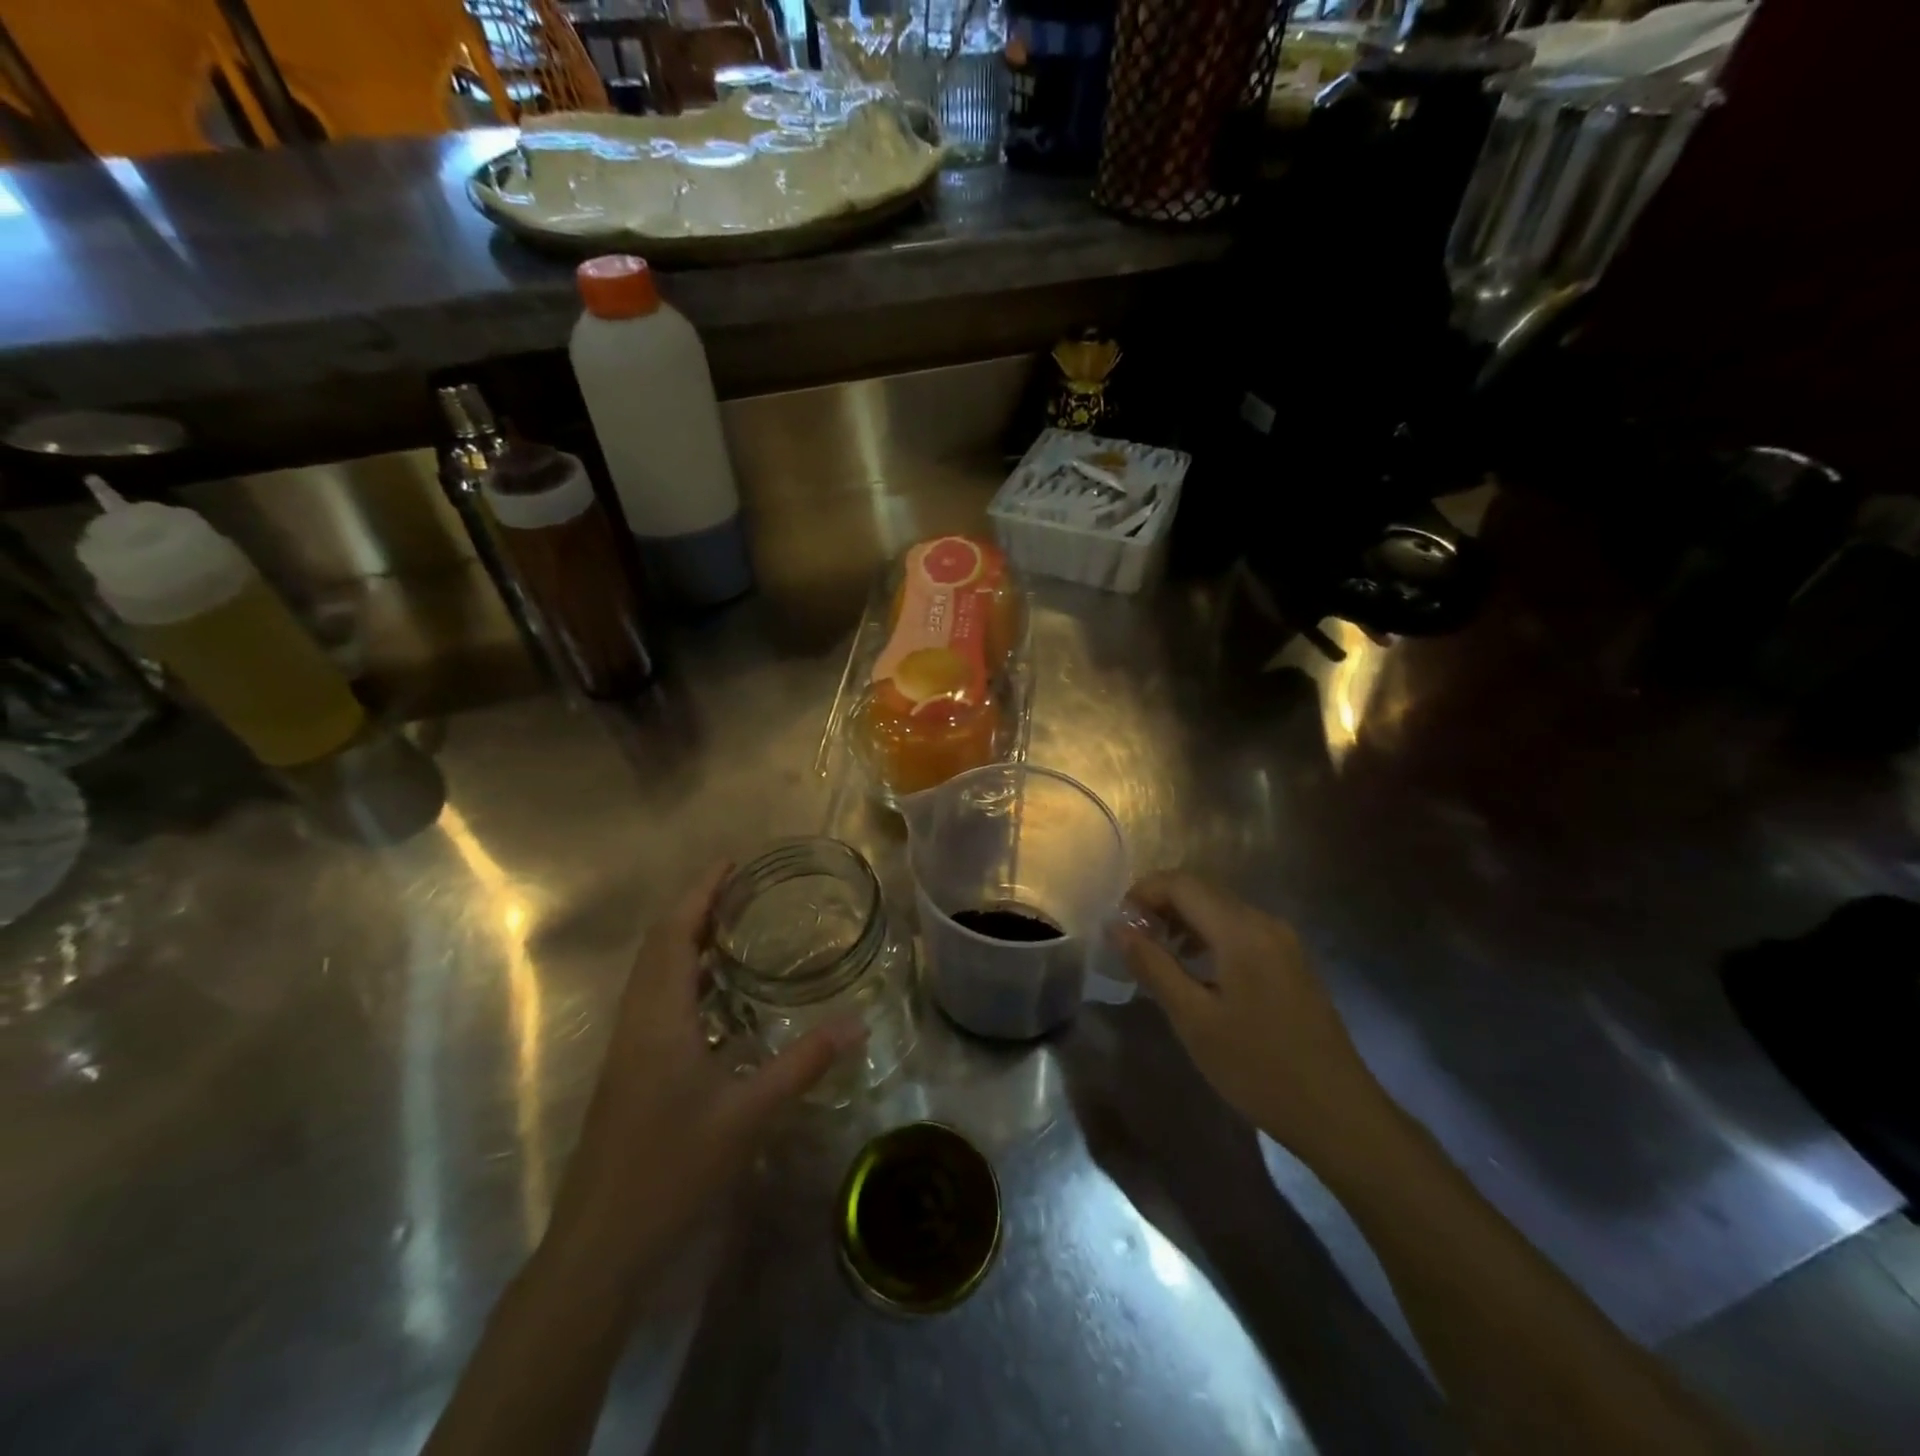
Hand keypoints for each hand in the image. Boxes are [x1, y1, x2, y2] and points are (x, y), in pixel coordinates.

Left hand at [543, 862, 864, 1277]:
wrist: (600, 1245)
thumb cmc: (670, 1169)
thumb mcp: (747, 1114)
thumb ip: (802, 1063)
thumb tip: (856, 1023)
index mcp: (659, 1016)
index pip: (674, 933)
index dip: (700, 892)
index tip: (733, 863)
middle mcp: (637, 1020)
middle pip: (659, 944)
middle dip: (695, 907)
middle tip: (743, 888)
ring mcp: (628, 1047)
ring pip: (653, 973)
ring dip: (687, 941)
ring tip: (734, 928)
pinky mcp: (630, 1070)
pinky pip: (656, 1000)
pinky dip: (684, 976)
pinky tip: (717, 996)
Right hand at [1116, 871, 1394, 1165]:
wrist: (1339, 1115)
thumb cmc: (1259, 1068)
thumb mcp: (1194, 1019)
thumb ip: (1152, 965)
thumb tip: (1116, 927)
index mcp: (1241, 930)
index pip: (1181, 883)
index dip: (1143, 893)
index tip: (1118, 925)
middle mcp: (1264, 922)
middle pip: (1201, 890)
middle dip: (1160, 906)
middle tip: (1131, 941)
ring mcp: (1283, 941)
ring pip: (1220, 909)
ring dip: (1182, 921)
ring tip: (1155, 957)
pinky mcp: (1291, 962)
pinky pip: (1239, 930)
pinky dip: (1207, 936)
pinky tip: (1194, 972)